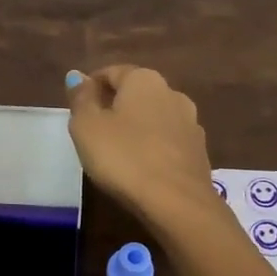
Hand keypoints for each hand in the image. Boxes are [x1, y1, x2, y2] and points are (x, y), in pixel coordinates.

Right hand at [65, 64, 216, 224]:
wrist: (177, 202)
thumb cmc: (123, 158)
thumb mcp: (87, 127)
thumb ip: (81, 99)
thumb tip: (77, 76)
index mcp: (144, 80)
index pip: (111, 72)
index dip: (91, 86)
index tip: (78, 108)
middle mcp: (172, 93)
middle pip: (136, 93)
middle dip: (115, 106)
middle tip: (93, 130)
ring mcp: (191, 122)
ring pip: (154, 117)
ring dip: (136, 127)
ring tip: (117, 150)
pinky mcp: (199, 151)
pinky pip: (168, 140)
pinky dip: (153, 146)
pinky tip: (141, 166)